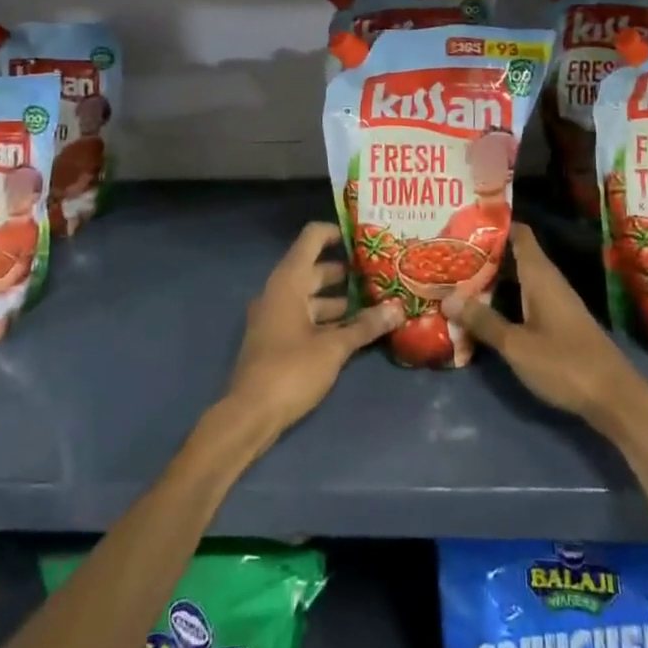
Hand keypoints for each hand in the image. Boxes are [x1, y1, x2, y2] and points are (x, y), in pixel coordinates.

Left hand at [223, 223, 402, 439]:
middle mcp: (279, 291)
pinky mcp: (277, 339)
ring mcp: (276, 316)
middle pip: (315, 268)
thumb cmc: (290, 370)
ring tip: (376, 302)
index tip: (365, 237)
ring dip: (341, 299)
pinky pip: (306, 317)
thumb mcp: (333, 348)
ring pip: (312, 296)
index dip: (337, 232)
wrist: (250, 414)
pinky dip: (329, 319)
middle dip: (347, 271)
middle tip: (381, 272)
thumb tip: (398, 309)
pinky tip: (355, 330)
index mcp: (288, 281)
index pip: (312, 238)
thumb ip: (365, 326)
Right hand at [444, 225, 647, 442]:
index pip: (518, 233)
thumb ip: (483, 321)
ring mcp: (555, 303)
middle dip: (483, 255)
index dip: (492, 225)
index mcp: (540, 276)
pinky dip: (503, 300)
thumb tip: (447, 298)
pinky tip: (482, 312)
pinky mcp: (557, 324)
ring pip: (517, 280)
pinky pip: (524, 300)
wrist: (616, 400)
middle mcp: (548, 282)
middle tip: (447, 255)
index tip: (462, 223)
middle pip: (513, 256)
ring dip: (490, 280)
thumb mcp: (517, 345)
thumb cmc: (565, 364)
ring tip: (455, 280)